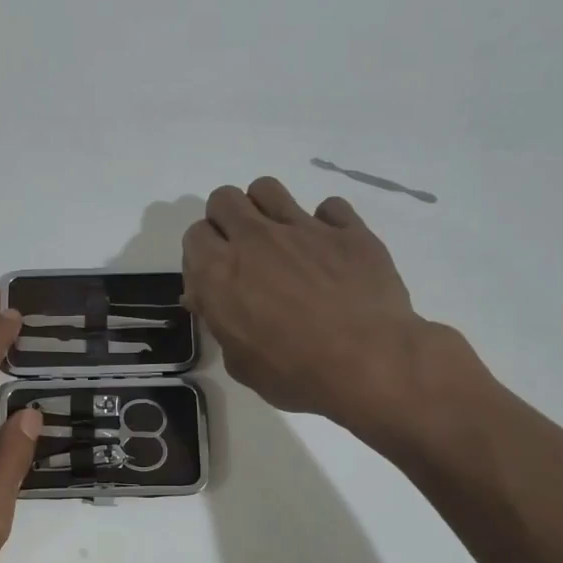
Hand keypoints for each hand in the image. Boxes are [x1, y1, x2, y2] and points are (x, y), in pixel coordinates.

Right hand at [182, 178, 482, 435]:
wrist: (369, 363)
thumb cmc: (295, 373)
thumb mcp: (240, 362)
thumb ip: (221, 322)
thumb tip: (210, 301)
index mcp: (219, 272)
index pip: (194, 235)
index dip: (203, 254)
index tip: (216, 276)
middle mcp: (254, 239)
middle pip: (223, 199)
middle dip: (226, 220)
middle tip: (244, 252)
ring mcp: (302, 227)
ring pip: (267, 188)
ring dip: (265, 208)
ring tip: (280, 238)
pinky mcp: (347, 229)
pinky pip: (329, 206)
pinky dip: (326, 223)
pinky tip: (331, 249)